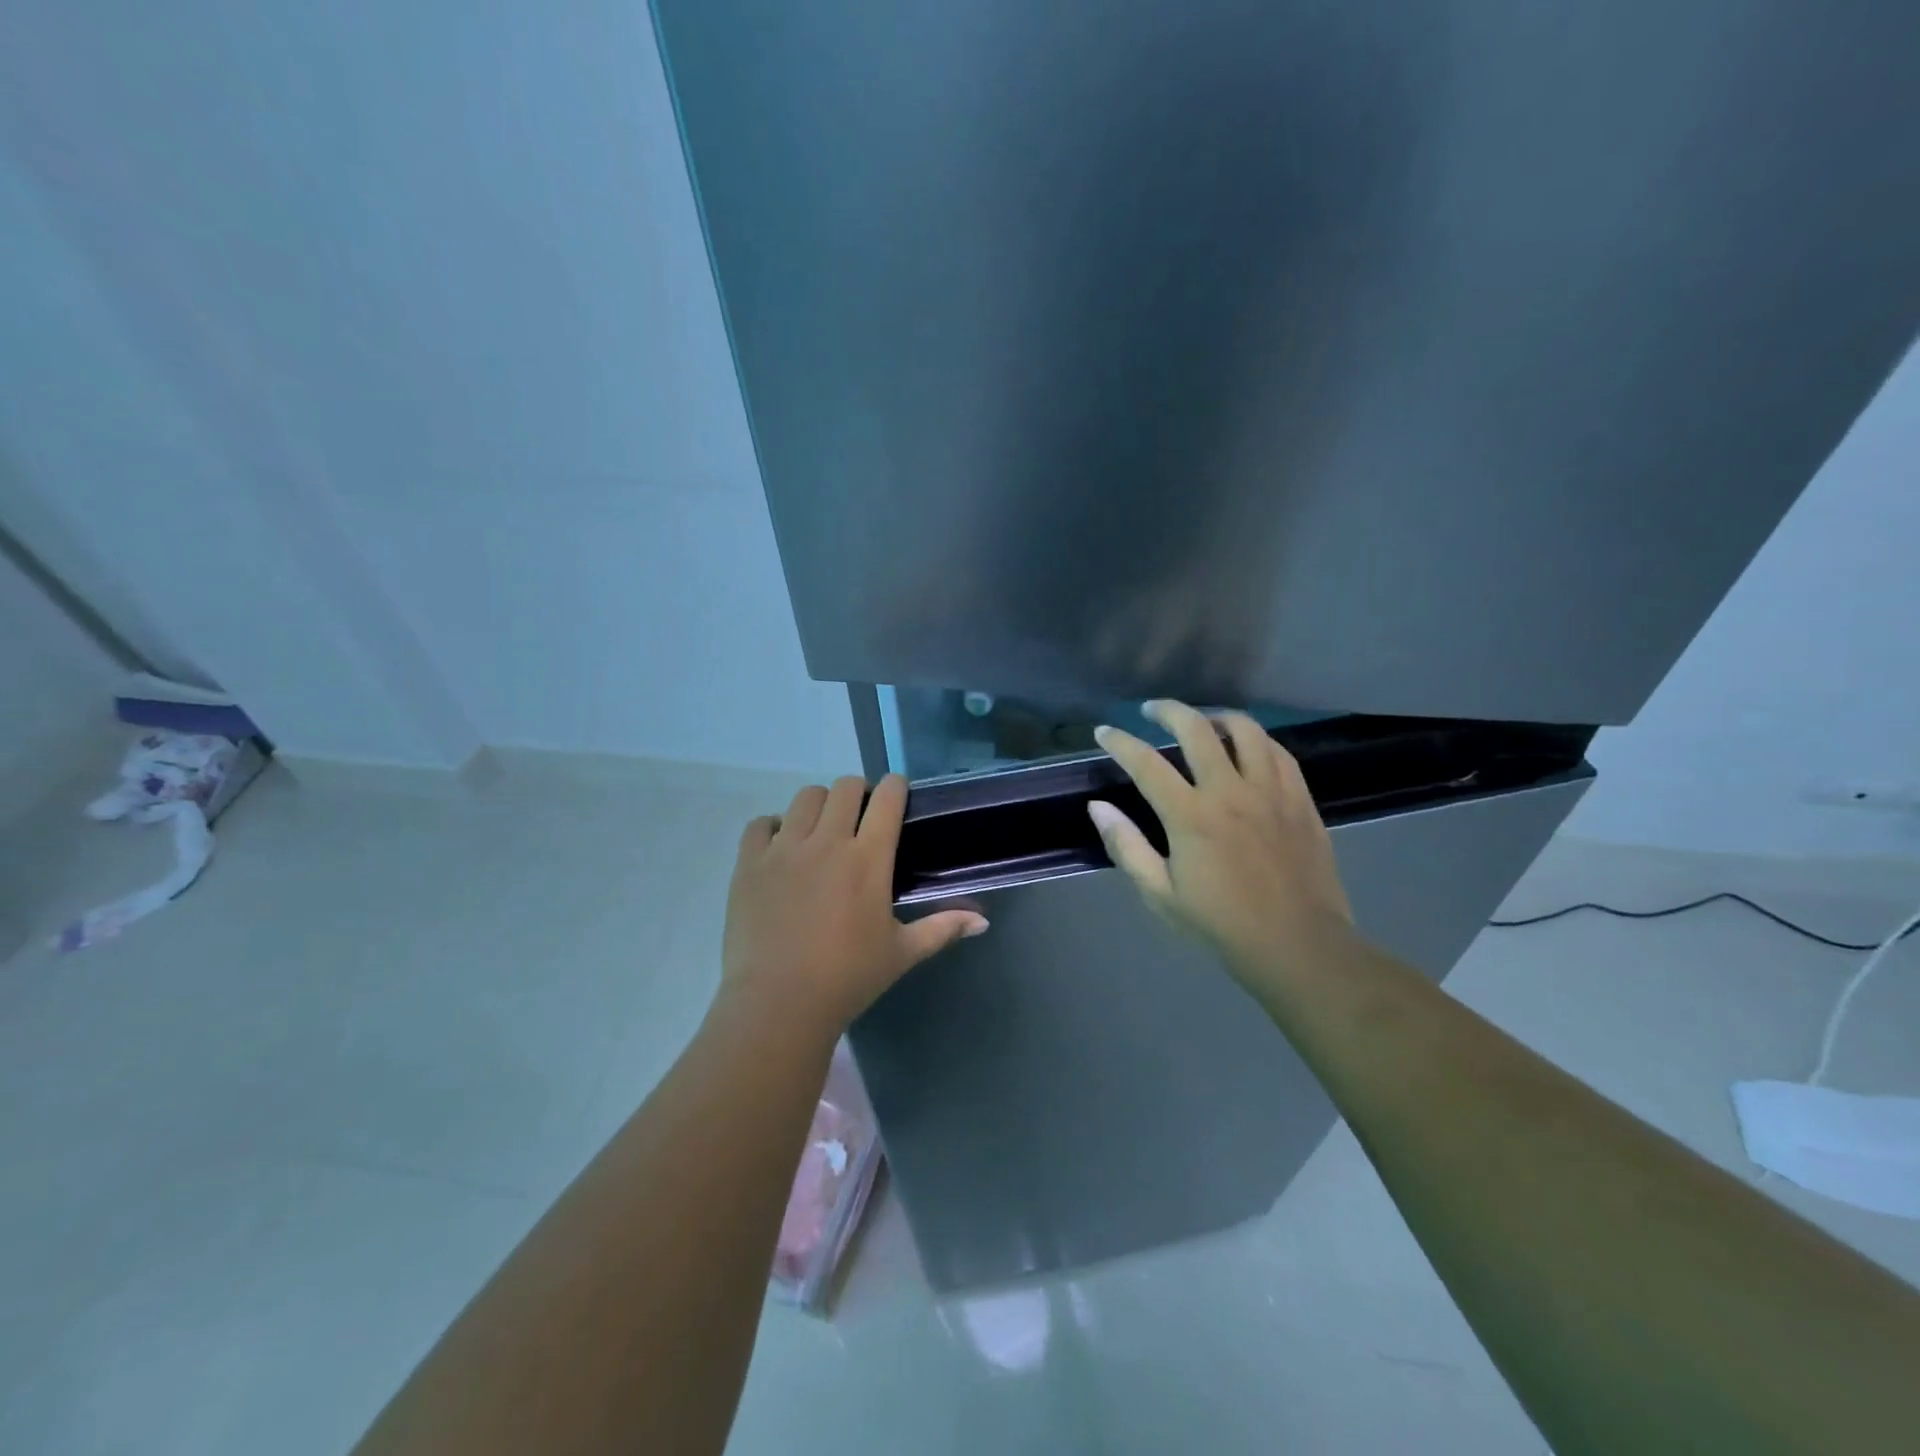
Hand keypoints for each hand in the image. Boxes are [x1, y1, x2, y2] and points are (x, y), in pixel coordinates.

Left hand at [721, 774, 987, 1032]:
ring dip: (819, 805)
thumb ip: (942, 928)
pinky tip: (781, 848)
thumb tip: (983, 919)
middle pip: (845, 787)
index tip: (897, 794)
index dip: (896, 787)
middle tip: (860, 818)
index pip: (887, 798)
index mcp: (869, 858)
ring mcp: (784, 849)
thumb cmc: (849, 979)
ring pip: (804, 797)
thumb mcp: (902, 953)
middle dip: (858, 793)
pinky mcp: (749, 863)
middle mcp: (827, 841)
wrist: (779, 1004)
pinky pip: (760, 823)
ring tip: (821, 830)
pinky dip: (773, 827)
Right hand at [1088, 701, 1354, 978]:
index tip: (1105, 731)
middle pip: (1197, 728)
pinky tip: (1246, 747)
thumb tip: (1098, 808)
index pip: (1146, 763)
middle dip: (1167, 711)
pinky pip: (1278, 751)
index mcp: (1191, 816)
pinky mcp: (1299, 799)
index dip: (1120, 741)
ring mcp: (1270, 791)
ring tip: (1202, 721)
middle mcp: (1230, 791)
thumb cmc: (1221, 923)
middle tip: (1152, 710)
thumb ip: (1127, 846)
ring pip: (1245, 729)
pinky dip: (1255, 739)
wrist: (1298, 944)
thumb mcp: (1160, 894)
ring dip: (1216, 716)